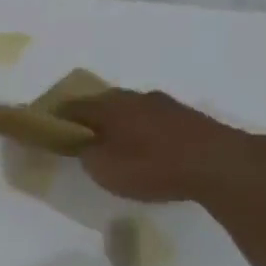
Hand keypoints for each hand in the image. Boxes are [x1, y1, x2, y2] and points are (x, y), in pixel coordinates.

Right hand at [61, 88, 265, 202]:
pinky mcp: (187, 116)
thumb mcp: (105, 169)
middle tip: (81, 139)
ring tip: (116, 145)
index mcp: (108, 106)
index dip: (56, 118)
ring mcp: (163, 104)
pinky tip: (148, 148)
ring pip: (130, 110)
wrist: (218, 163)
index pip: (71, 107)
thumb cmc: (153, 166)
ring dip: (119, 124)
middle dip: (89, 119)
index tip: (48, 131)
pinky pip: (153, 120)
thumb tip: (83, 145)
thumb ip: (87, 154)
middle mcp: (133, 97)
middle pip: (102, 104)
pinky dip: (143, 131)